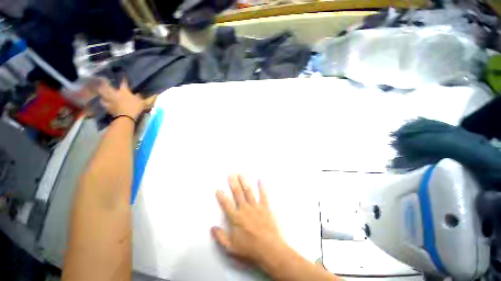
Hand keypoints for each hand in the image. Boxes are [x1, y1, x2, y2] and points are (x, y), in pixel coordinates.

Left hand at [96, 79, 143, 119]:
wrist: (126, 117)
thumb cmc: (134, 108)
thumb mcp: (140, 101)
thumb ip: (139, 97)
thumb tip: (138, 93)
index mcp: (124, 91)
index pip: (124, 83)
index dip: (124, 79)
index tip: (123, 75)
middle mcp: (115, 94)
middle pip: (107, 86)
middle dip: (105, 83)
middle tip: (102, 79)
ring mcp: (110, 100)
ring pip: (103, 94)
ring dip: (101, 91)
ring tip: (99, 89)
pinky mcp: (108, 107)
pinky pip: (103, 103)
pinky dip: (102, 101)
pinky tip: (102, 100)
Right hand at [212, 174, 290, 264]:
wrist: (269, 249)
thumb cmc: (250, 249)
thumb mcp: (231, 247)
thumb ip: (220, 237)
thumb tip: (212, 227)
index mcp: (236, 218)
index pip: (226, 204)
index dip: (221, 196)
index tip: (218, 188)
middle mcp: (245, 209)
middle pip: (237, 193)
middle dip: (233, 183)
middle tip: (231, 174)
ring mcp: (256, 207)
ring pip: (248, 191)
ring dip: (244, 182)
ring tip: (241, 174)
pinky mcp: (265, 207)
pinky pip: (263, 195)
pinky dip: (262, 187)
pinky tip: (260, 179)